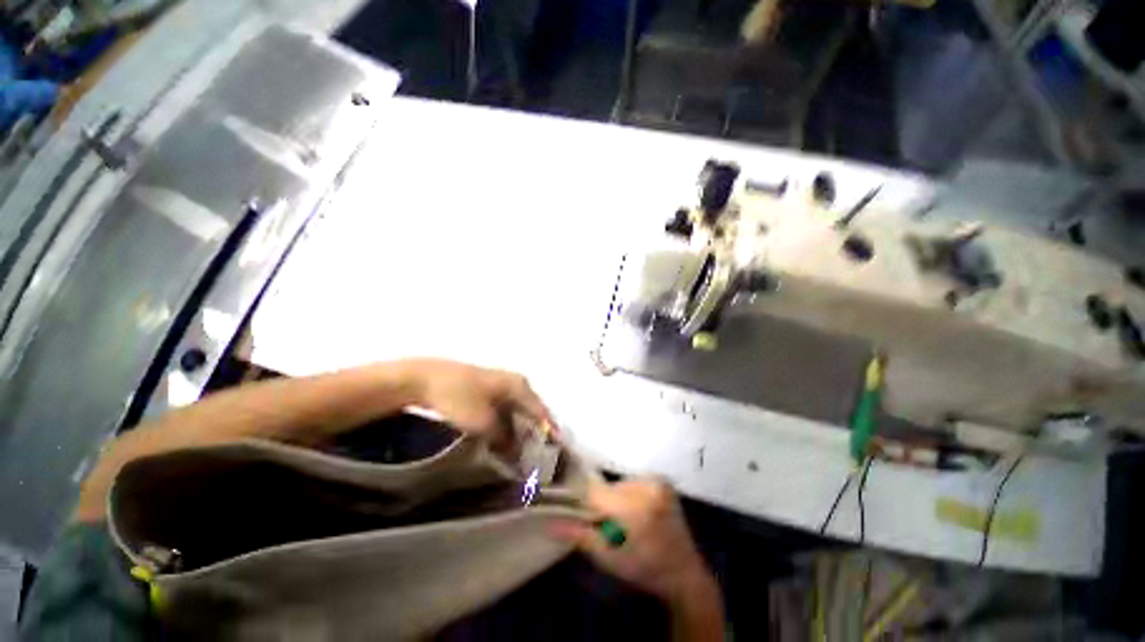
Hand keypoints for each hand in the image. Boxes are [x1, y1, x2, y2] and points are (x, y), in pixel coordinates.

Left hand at [402, 359, 553, 452]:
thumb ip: (504, 439)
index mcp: (520, 386)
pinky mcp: (486, 390)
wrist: (425, 378)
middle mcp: (515, 382)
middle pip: (531, 411)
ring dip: (519, 431)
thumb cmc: (459, 398)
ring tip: (522, 452)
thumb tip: (516, 454)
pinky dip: (506, 425)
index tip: (556, 452)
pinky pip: (504, 410)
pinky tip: (502, 439)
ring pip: (517, 411)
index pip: (541, 412)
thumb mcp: (484, 423)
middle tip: (539, 455)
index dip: (549, 432)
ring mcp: (500, 384)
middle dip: (535, 433)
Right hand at [550, 479, 718, 605]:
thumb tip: (550, 523)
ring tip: (622, 519)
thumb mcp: (609, 558)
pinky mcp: (662, 481)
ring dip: (615, 498)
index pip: (596, 493)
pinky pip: (632, 482)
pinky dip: (628, 494)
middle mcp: (647, 487)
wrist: (684, 572)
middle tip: (606, 524)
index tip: (574, 509)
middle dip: (602, 504)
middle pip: (608, 488)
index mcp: (635, 509)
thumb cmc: (644, 569)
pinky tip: (635, 511)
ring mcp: (657, 481)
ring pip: (619, 484)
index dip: (583, 500)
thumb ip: (580, 536)